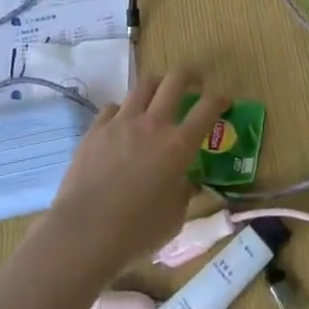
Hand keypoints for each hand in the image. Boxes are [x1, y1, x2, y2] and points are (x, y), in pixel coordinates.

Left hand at [44, 69, 222, 275]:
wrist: (85, 233)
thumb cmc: (137, 232)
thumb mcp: (174, 218)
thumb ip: (184, 193)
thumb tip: (186, 182)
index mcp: (178, 145)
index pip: (207, 108)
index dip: (220, 99)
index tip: (224, 100)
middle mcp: (152, 124)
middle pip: (175, 80)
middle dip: (190, 75)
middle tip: (194, 82)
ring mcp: (121, 123)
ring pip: (143, 85)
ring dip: (157, 86)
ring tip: (158, 95)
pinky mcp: (95, 130)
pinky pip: (113, 107)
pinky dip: (123, 110)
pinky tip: (122, 124)